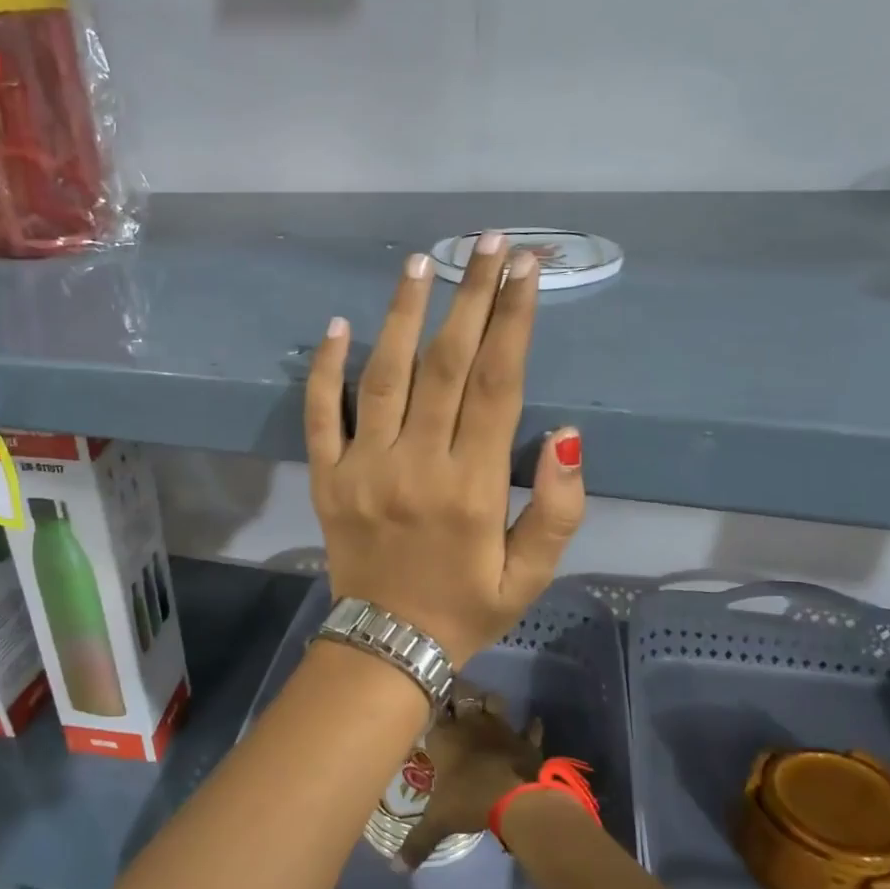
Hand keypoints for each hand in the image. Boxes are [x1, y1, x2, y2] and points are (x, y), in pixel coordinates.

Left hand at [305, 233, 585, 665]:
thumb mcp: (532, 575)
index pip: (498, 384)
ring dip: (402, 315)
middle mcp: (417, 465)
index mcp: (473, 486)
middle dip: (471, 297)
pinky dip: (324, 370)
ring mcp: (364, 468)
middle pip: (446, 365)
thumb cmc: (467, 608)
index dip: (514, 320)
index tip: (525, 269)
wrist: (387, 646)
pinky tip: (337, 325)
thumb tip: (568, 436)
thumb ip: (559, 508)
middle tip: (486, 242)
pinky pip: (320, 416)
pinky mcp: (327, 478)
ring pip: (383, 376)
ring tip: (420, 263)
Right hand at [401, 696, 543, 870]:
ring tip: (485, 709)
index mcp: (444, 735)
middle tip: (455, 700)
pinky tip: (531, 726)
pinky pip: (529, 729)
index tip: (427, 702)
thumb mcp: (438, 822)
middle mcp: (470, 723)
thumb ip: (417, 842)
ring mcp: (500, 728)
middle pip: (463, 693)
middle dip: (459, 693)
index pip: (433, 706)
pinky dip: (530, 728)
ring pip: (494, 701)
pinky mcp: (525, 740)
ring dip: (490, 703)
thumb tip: (396, 869)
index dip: (431, 701)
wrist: (517, 800)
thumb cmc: (470, 801)